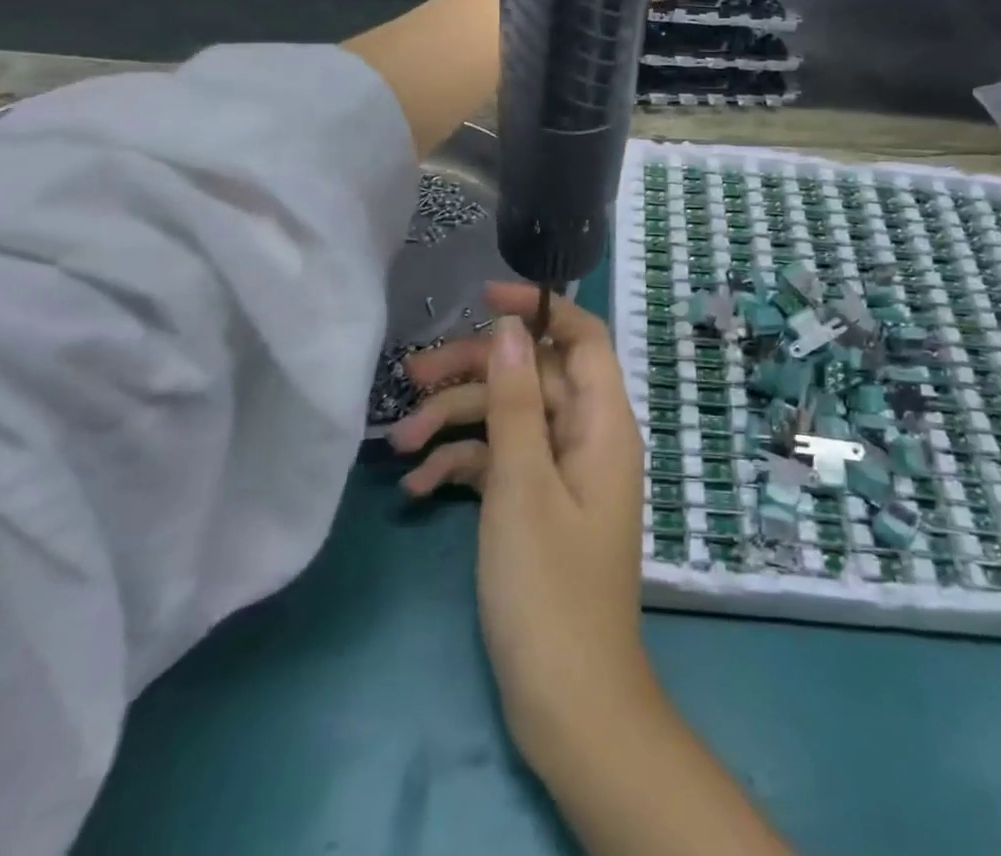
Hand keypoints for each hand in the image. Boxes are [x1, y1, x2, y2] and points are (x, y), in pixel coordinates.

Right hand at [392, 283, 653, 762]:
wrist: (570, 703)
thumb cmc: (549, 587)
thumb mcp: (522, 482)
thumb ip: (516, 399)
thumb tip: (511, 325)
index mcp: (602, 421)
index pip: (581, 337)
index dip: (539, 308)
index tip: (483, 298)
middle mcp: (587, 436)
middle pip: (532, 375)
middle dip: (473, 372)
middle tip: (411, 376)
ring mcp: (562, 471)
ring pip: (510, 418)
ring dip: (456, 422)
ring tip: (398, 442)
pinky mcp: (538, 503)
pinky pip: (501, 463)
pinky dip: (463, 465)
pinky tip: (419, 486)